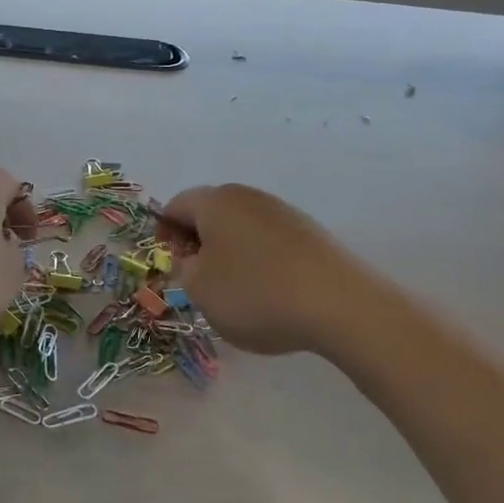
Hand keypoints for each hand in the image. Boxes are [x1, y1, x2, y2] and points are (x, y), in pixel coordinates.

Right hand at [159, 184, 362, 356]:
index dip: (164, 233)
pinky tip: (268, 293)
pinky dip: (259, 262)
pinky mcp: (310, 234)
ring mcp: (284, 213)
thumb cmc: (254, 293)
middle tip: (196, 279)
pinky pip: (270, 243)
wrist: (339, 305)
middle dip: (198, 243)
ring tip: (233, 291)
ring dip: (229, 253)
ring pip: (242, 228)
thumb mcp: (199, 289)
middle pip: (211, 213)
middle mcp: (249, 197)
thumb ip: (184, 268)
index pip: (176, 206)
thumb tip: (194, 257)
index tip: (169, 264)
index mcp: (215, 201)